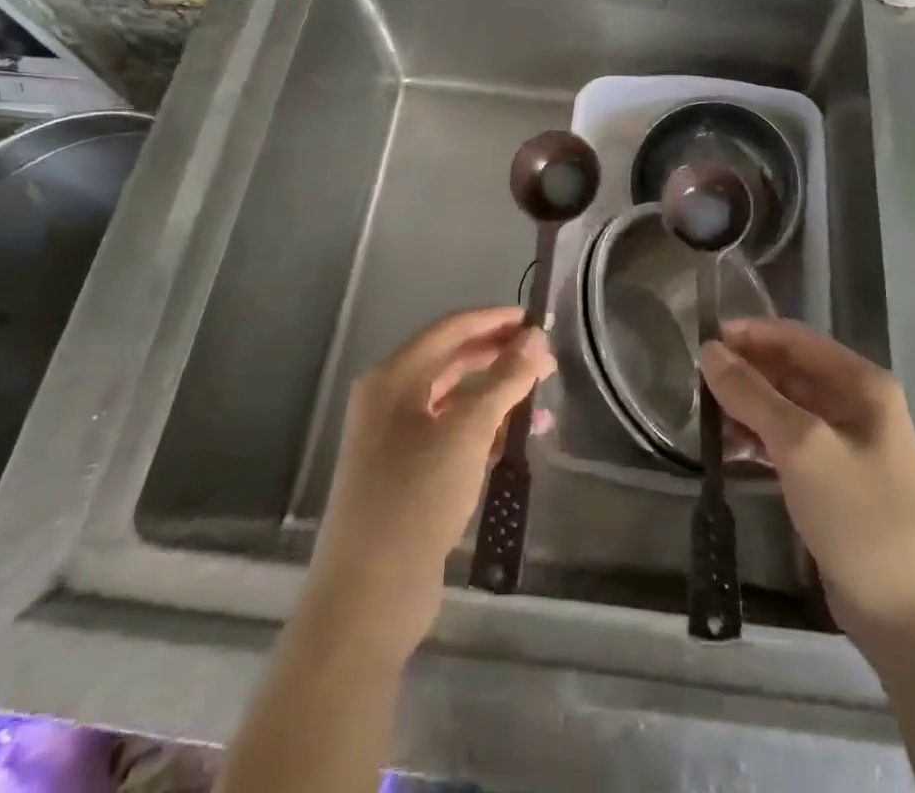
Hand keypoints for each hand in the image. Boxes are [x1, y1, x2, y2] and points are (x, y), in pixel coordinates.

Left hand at [300, 306, 555, 663]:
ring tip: (540, 403)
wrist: (369, 596)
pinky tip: (515, 439)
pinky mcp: (405, 473)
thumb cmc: (416, 498)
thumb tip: (535, 337)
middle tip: (546, 362)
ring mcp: (394, 438)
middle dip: (499, 358)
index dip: (494, 320)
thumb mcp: (467, 431)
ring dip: (496, 396)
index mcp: (393, 378)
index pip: (450, 329)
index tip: (536, 320)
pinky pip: (450, 433)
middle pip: (451, 362)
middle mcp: (388, 399)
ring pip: (454, 400)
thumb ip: (504, 380)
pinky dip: (483, 430)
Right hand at [698, 319, 914, 657]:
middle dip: (744, 372)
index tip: (702, 341)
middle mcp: (855, 404)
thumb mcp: (802, 446)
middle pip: (789, 370)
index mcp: (861, 383)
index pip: (795, 338)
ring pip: (784, 407)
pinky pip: (787, 442)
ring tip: (704, 418)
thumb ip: (752, 394)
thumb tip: (709, 351)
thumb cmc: (862, 517)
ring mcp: (845, 444)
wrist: (912, 621)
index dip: (749, 334)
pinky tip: (726, 450)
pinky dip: (757, 440)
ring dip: (746, 407)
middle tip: (695, 382)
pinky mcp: (832, 479)